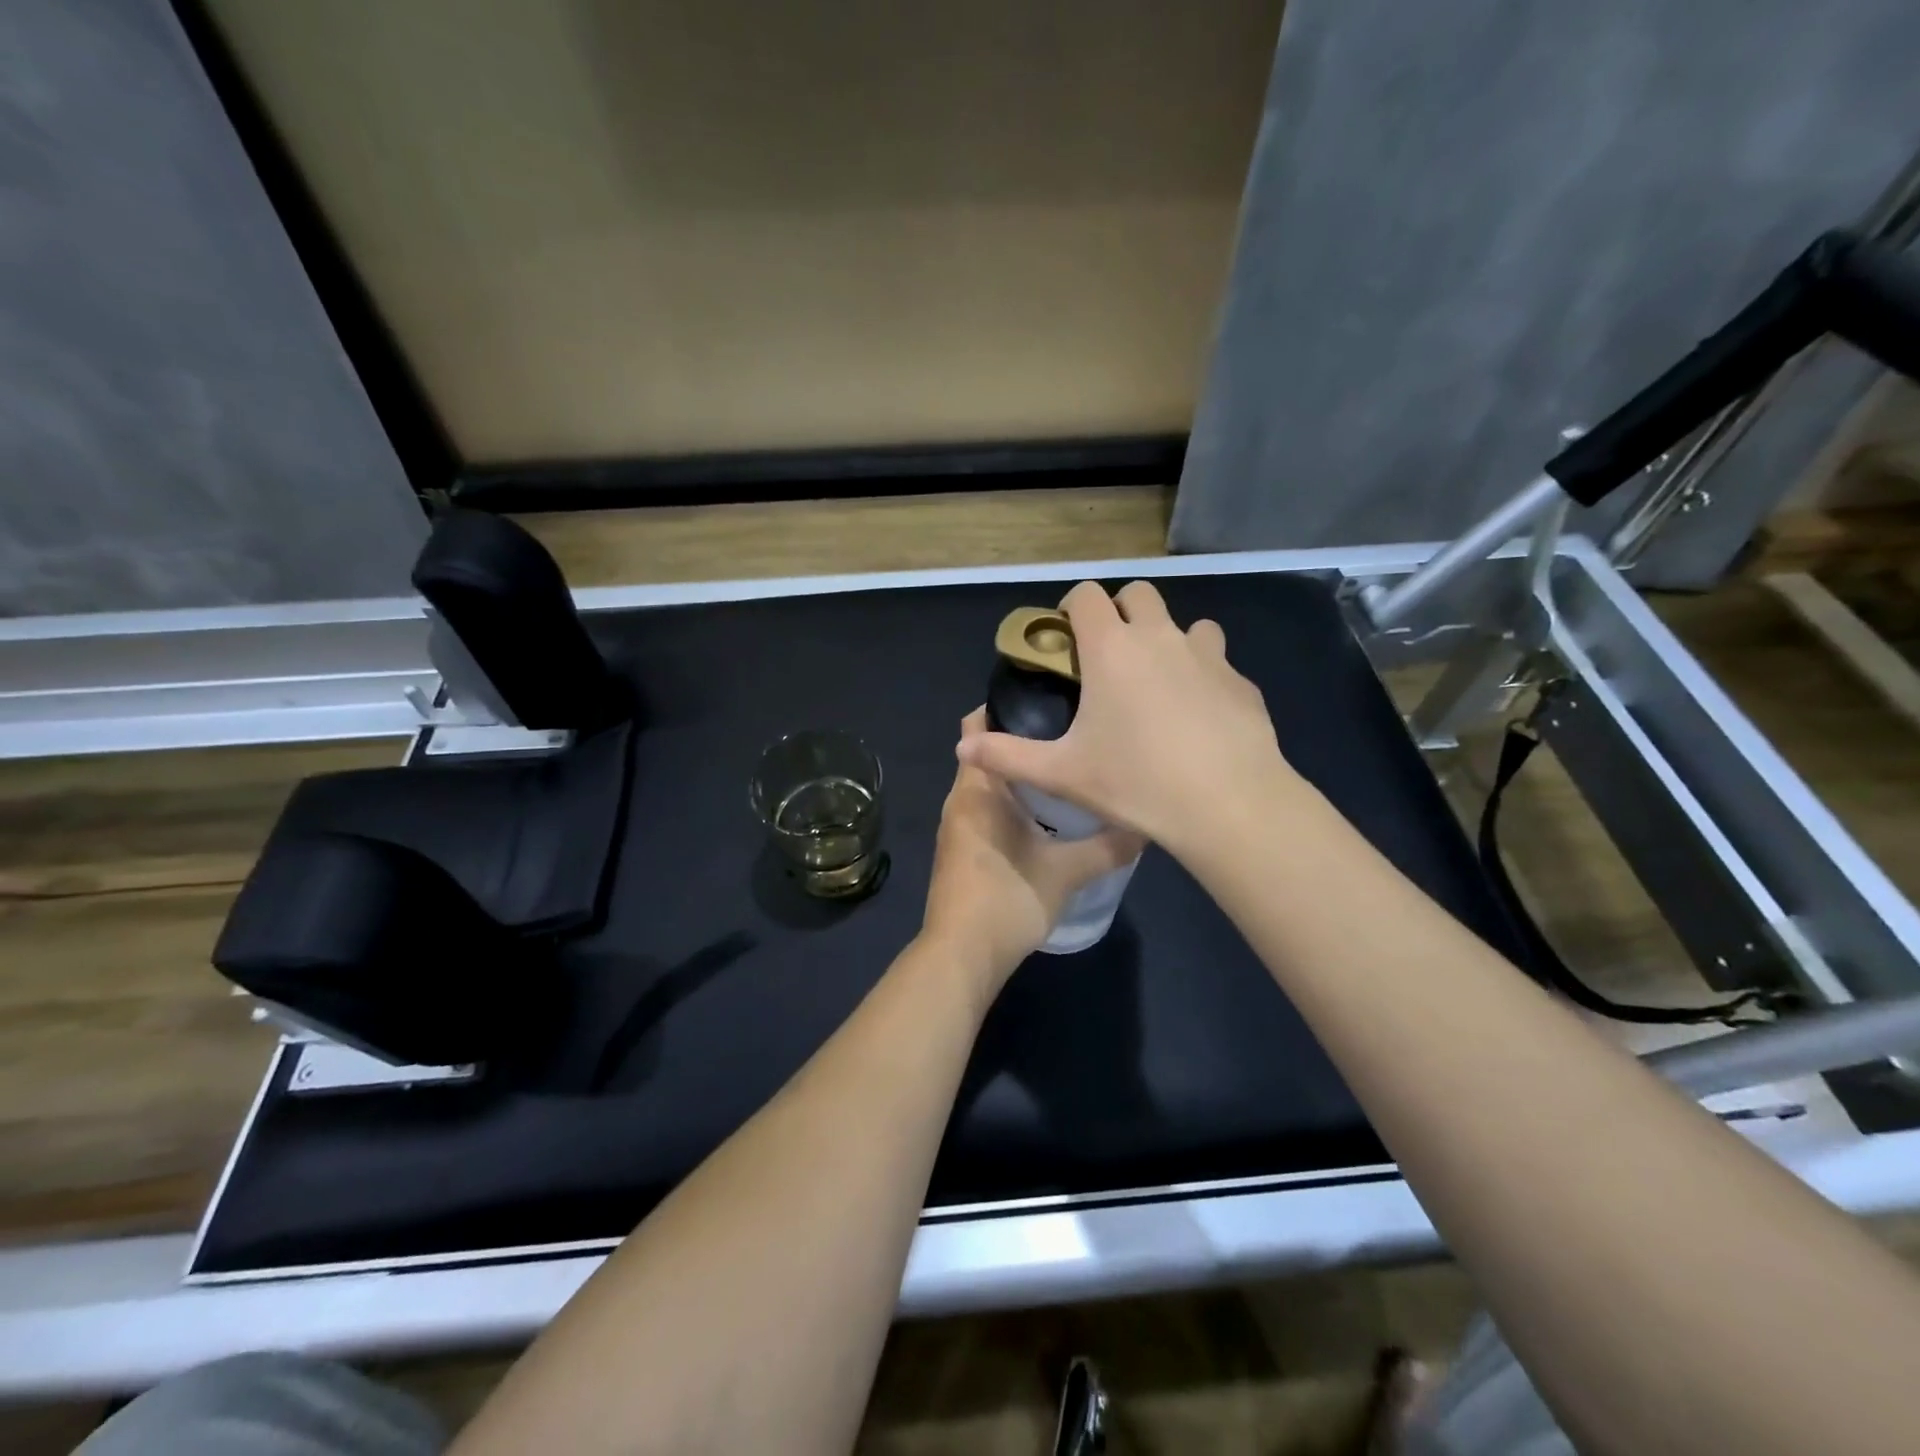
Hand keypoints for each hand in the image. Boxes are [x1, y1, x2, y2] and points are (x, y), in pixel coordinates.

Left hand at [921, 710, 1143, 987]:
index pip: (976, 725)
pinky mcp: (961, 850)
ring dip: (1020, 776)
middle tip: (1072, 731)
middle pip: (987, 754)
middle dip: (1023, 741)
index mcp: (976, 789)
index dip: (1006, 705)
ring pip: (988, 786)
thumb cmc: (1008, 900)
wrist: (961, 957)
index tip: (1048, 697)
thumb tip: (1146, 824)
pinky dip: (1011, 803)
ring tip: (1067, 767)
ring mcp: (957, 827)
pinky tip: (1047, 814)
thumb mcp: (1067, 871)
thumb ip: (1108, 845)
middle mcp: (959, 799)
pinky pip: (985, 810)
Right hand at [956, 580, 1295, 855]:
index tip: (1067, 638)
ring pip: (1187, 624)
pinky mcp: (1241, 682)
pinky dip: (1203, 676)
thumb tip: (962, 748)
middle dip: (1121, 613)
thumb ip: (1007, 756)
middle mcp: (1160, 637)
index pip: (1087, 595)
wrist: (1228, 804)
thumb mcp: (1062, 773)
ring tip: (1158, 684)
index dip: (1072, 606)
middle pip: (1139, 594)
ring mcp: (1207, 656)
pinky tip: (1199, 719)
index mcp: (1112, 648)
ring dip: (1169, 640)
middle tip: (1109, 658)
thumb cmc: (1135, 782)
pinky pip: (1218, 663)